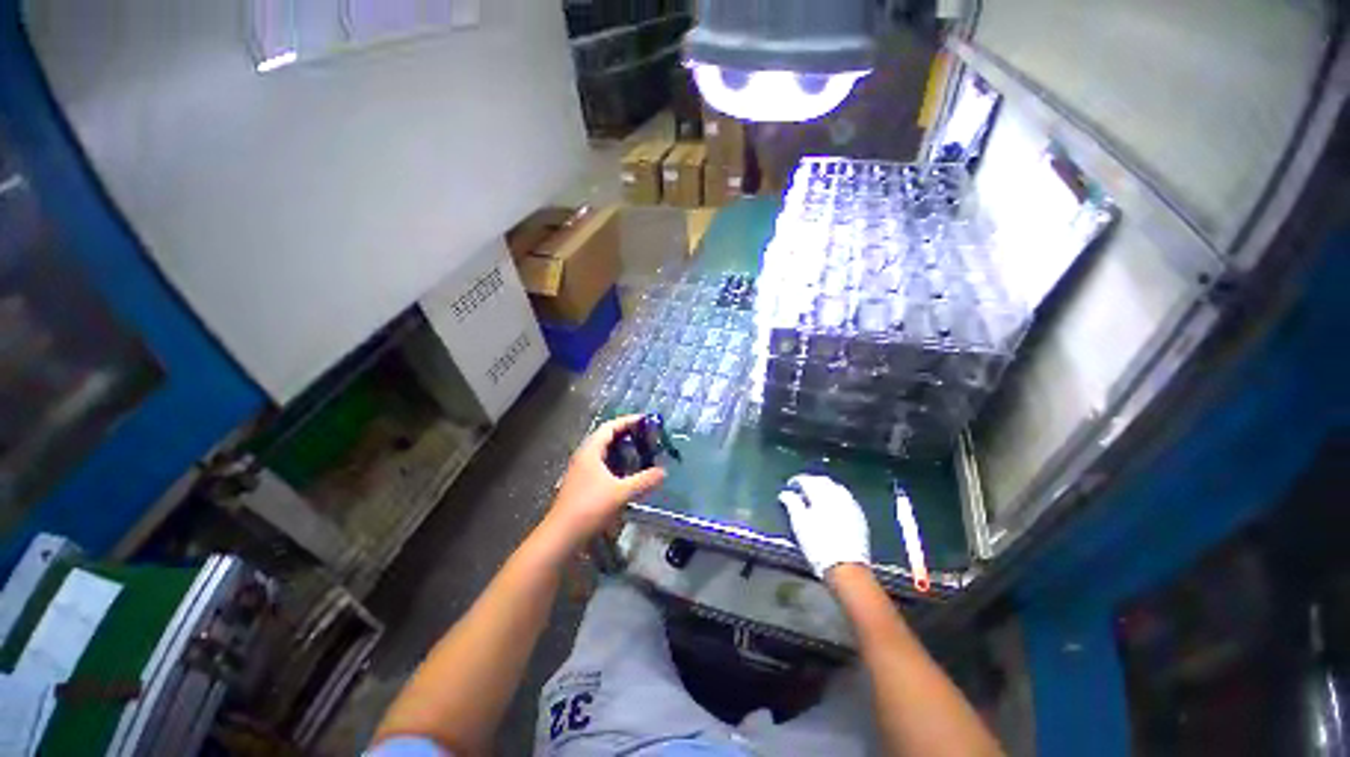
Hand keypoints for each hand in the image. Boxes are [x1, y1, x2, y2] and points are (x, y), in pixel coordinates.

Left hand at [543, 416, 666, 547]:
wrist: (561, 536)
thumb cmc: (589, 508)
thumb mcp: (621, 492)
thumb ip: (644, 480)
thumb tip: (663, 471)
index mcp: (590, 451)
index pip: (609, 427)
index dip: (627, 421)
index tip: (645, 421)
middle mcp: (584, 457)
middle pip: (606, 438)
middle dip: (626, 435)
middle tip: (645, 438)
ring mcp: (581, 472)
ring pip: (603, 453)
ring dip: (621, 451)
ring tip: (639, 454)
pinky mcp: (581, 485)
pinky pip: (602, 467)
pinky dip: (616, 465)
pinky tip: (627, 476)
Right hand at [778, 474, 870, 578]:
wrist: (846, 567)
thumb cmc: (818, 544)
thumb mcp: (799, 523)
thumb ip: (791, 503)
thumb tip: (786, 493)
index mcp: (821, 494)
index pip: (807, 480)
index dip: (797, 480)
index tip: (791, 485)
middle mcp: (838, 495)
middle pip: (823, 481)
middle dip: (812, 482)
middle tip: (802, 490)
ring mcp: (851, 505)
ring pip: (836, 488)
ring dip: (825, 489)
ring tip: (817, 498)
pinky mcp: (859, 516)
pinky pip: (847, 499)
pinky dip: (837, 498)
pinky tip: (832, 507)